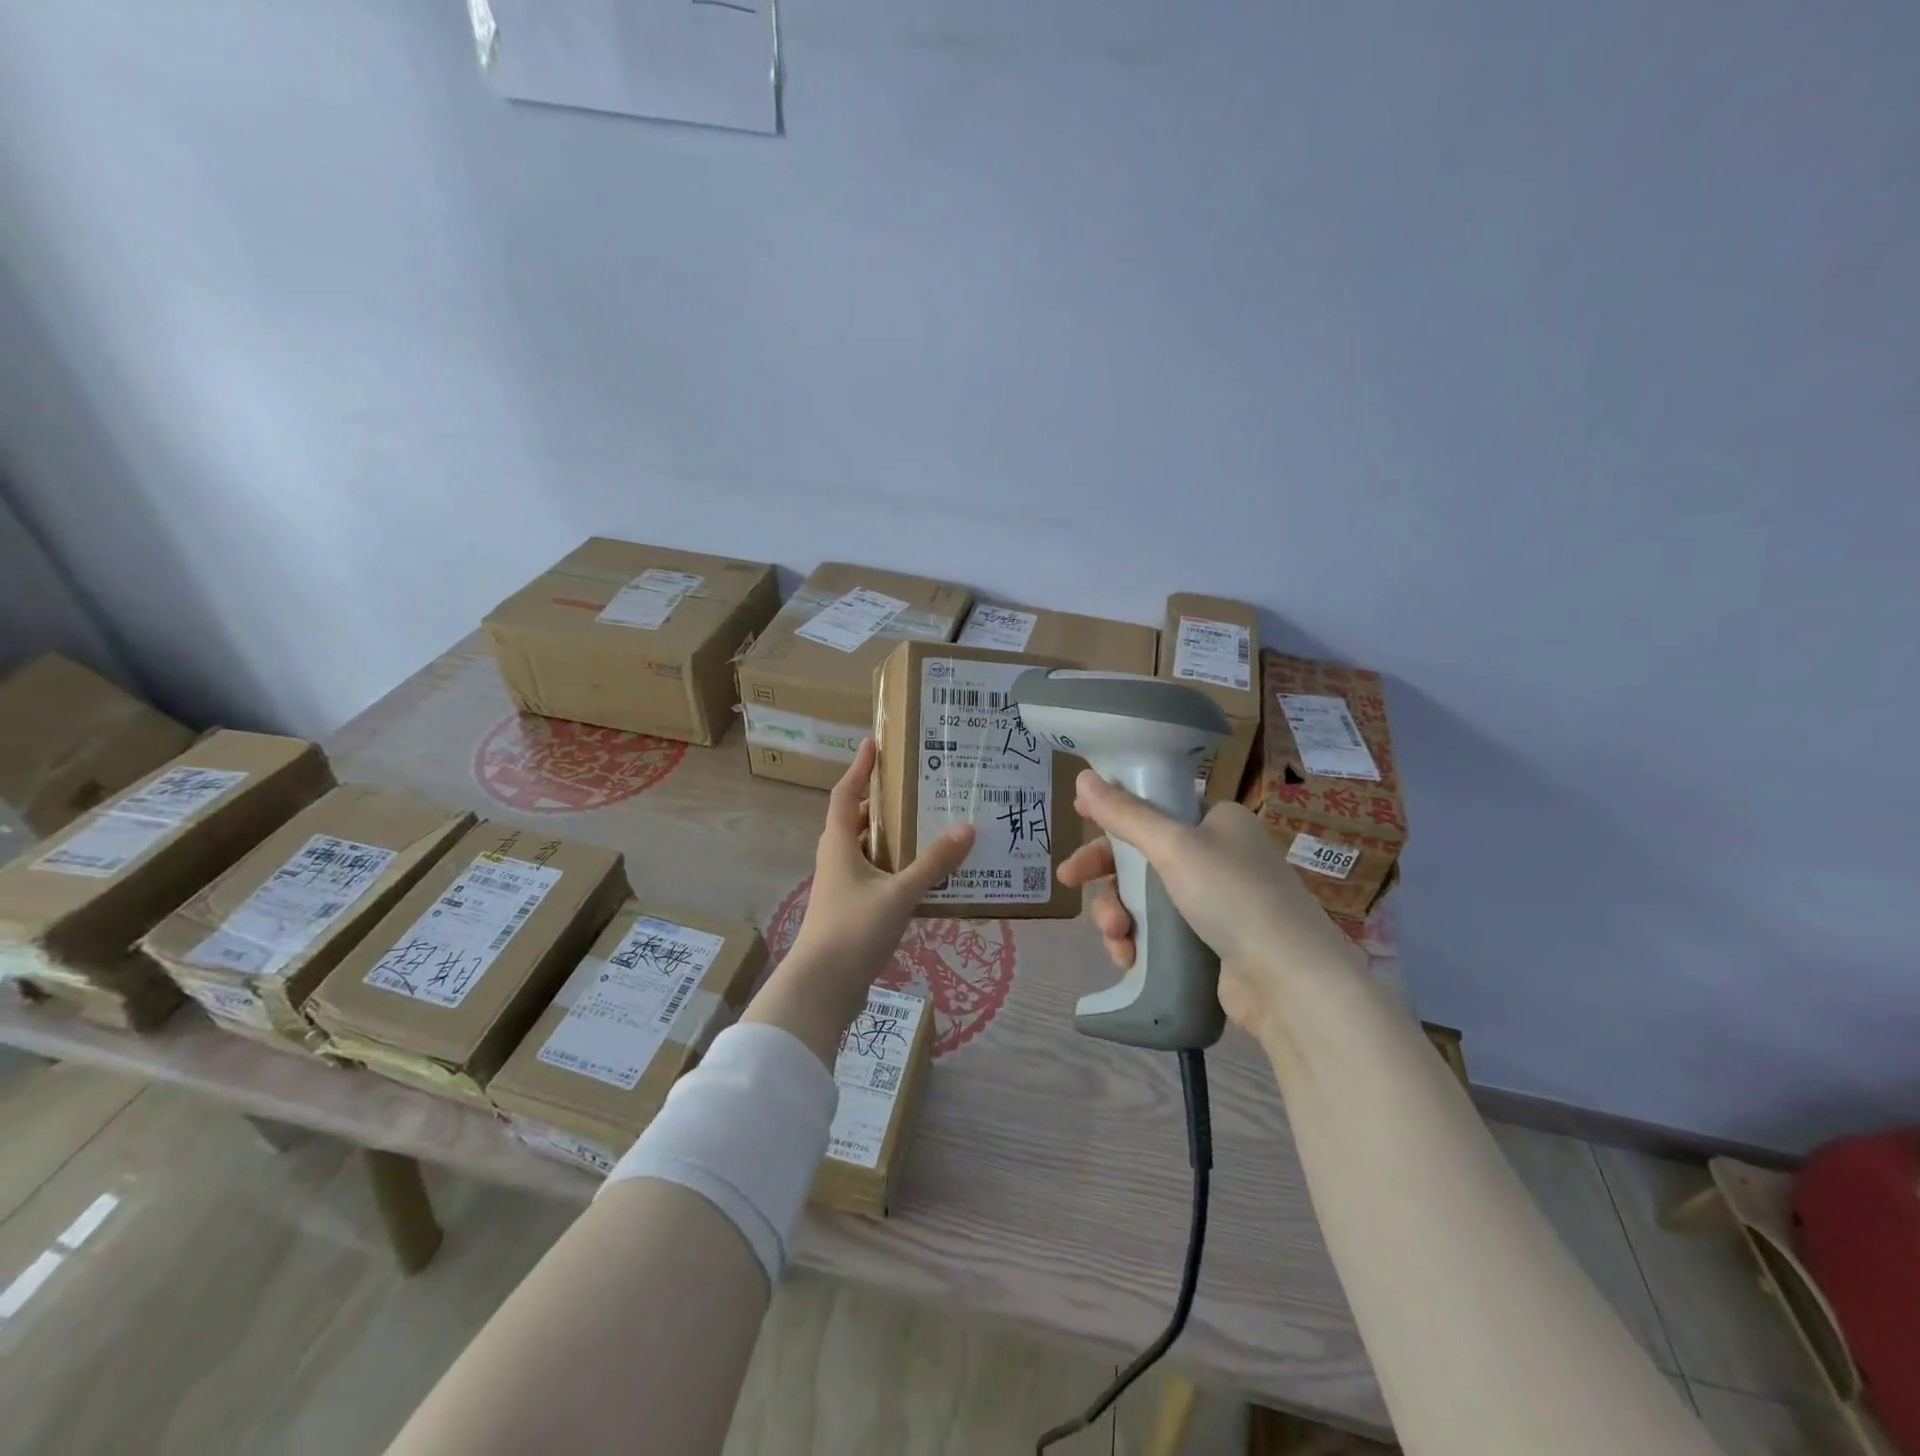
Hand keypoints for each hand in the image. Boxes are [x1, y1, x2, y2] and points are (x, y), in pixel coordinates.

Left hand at [744, 740, 974, 1065]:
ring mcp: (841, 889)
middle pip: (855, 822)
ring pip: (866, 853)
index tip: (873, 744)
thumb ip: (933, 863)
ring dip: (890, 839)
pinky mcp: (850, 913)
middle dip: (880, 805)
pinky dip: (895, 870)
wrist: (822, 989)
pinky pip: (874, 879)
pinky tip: (923, 878)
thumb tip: (966, 828)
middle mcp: (836, 861)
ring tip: (926, 829)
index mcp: (838, 846)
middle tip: (914, 790)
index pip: (844, 795)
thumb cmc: (853, 930)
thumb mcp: (899, 893)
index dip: (858, 769)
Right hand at [1057, 770, 1364, 1042]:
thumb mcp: (1173, 846)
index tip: (1077, 816)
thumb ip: (1125, 813)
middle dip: (1105, 873)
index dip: (1113, 812)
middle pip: (1140, 854)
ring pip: (1142, 896)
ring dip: (1117, 912)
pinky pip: (1155, 930)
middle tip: (1068, 880)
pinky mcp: (1206, 942)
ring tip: (1115, 936)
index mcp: (1215, 821)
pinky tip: (1127, 958)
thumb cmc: (1232, 896)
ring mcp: (1211, 900)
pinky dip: (1135, 940)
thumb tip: (1083, 776)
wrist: (1289, 982)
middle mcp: (1215, 855)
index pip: (1153, 807)